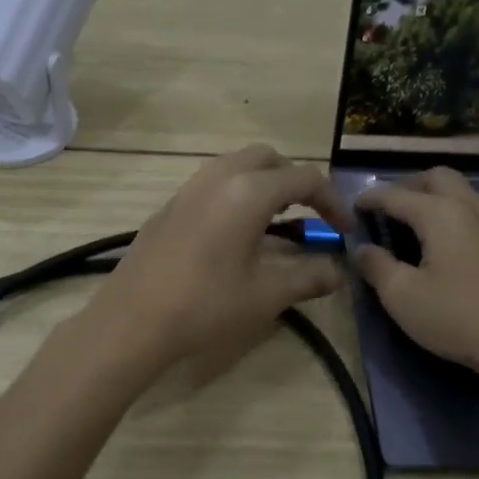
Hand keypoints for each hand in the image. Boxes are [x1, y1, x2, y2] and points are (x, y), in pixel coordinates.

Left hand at [89, 146, 353, 375]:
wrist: (133, 320)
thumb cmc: (206, 305)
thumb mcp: (267, 294)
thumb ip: (310, 277)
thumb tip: (339, 272)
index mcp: (249, 191)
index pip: (304, 179)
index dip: (332, 202)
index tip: (345, 230)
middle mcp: (218, 177)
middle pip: (268, 159)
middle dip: (295, 182)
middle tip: (309, 217)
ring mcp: (188, 189)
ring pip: (236, 167)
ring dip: (263, 185)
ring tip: (275, 223)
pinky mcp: (168, 207)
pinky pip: (211, 184)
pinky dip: (235, 194)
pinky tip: (234, 235)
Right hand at [356, 169, 478, 391]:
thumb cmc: (456, 319)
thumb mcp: (402, 297)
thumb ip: (377, 267)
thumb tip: (362, 250)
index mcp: (438, 215)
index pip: (395, 196)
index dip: (371, 198)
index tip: (354, 206)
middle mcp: (473, 208)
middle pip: (438, 179)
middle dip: (410, 185)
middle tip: (392, 205)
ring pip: (473, 192)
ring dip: (446, 193)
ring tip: (431, 208)